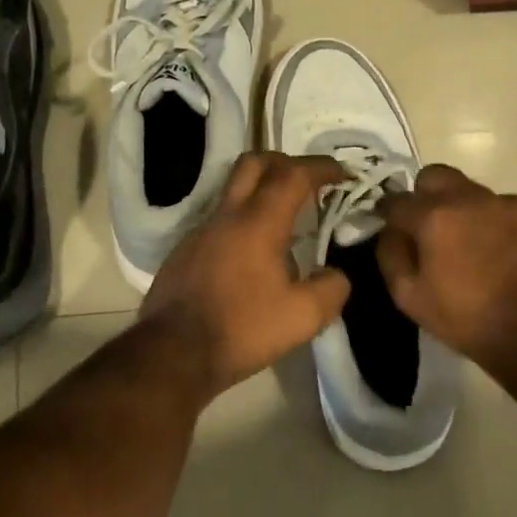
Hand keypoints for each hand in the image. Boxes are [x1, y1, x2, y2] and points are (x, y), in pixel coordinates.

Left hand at [140, 151, 351, 397]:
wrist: (173, 353)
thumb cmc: (242, 330)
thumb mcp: (303, 317)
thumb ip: (331, 289)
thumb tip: (335, 275)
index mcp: (258, 223)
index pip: (293, 175)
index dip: (322, 168)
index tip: (343, 174)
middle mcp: (226, 217)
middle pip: (254, 163)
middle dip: (286, 162)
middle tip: (308, 182)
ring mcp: (200, 232)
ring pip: (233, 192)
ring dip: (262, 194)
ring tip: (285, 223)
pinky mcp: (184, 252)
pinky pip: (220, 222)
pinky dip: (243, 223)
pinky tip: (253, 258)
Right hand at [377, 165, 516, 369]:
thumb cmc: (466, 320)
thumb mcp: (410, 298)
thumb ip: (391, 255)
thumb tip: (390, 230)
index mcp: (436, 216)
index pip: (398, 199)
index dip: (388, 211)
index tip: (389, 223)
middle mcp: (473, 198)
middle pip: (437, 176)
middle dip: (425, 195)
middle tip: (430, 226)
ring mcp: (513, 204)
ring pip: (477, 193)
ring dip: (468, 212)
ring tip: (476, 247)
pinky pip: (512, 210)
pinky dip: (503, 225)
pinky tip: (508, 254)